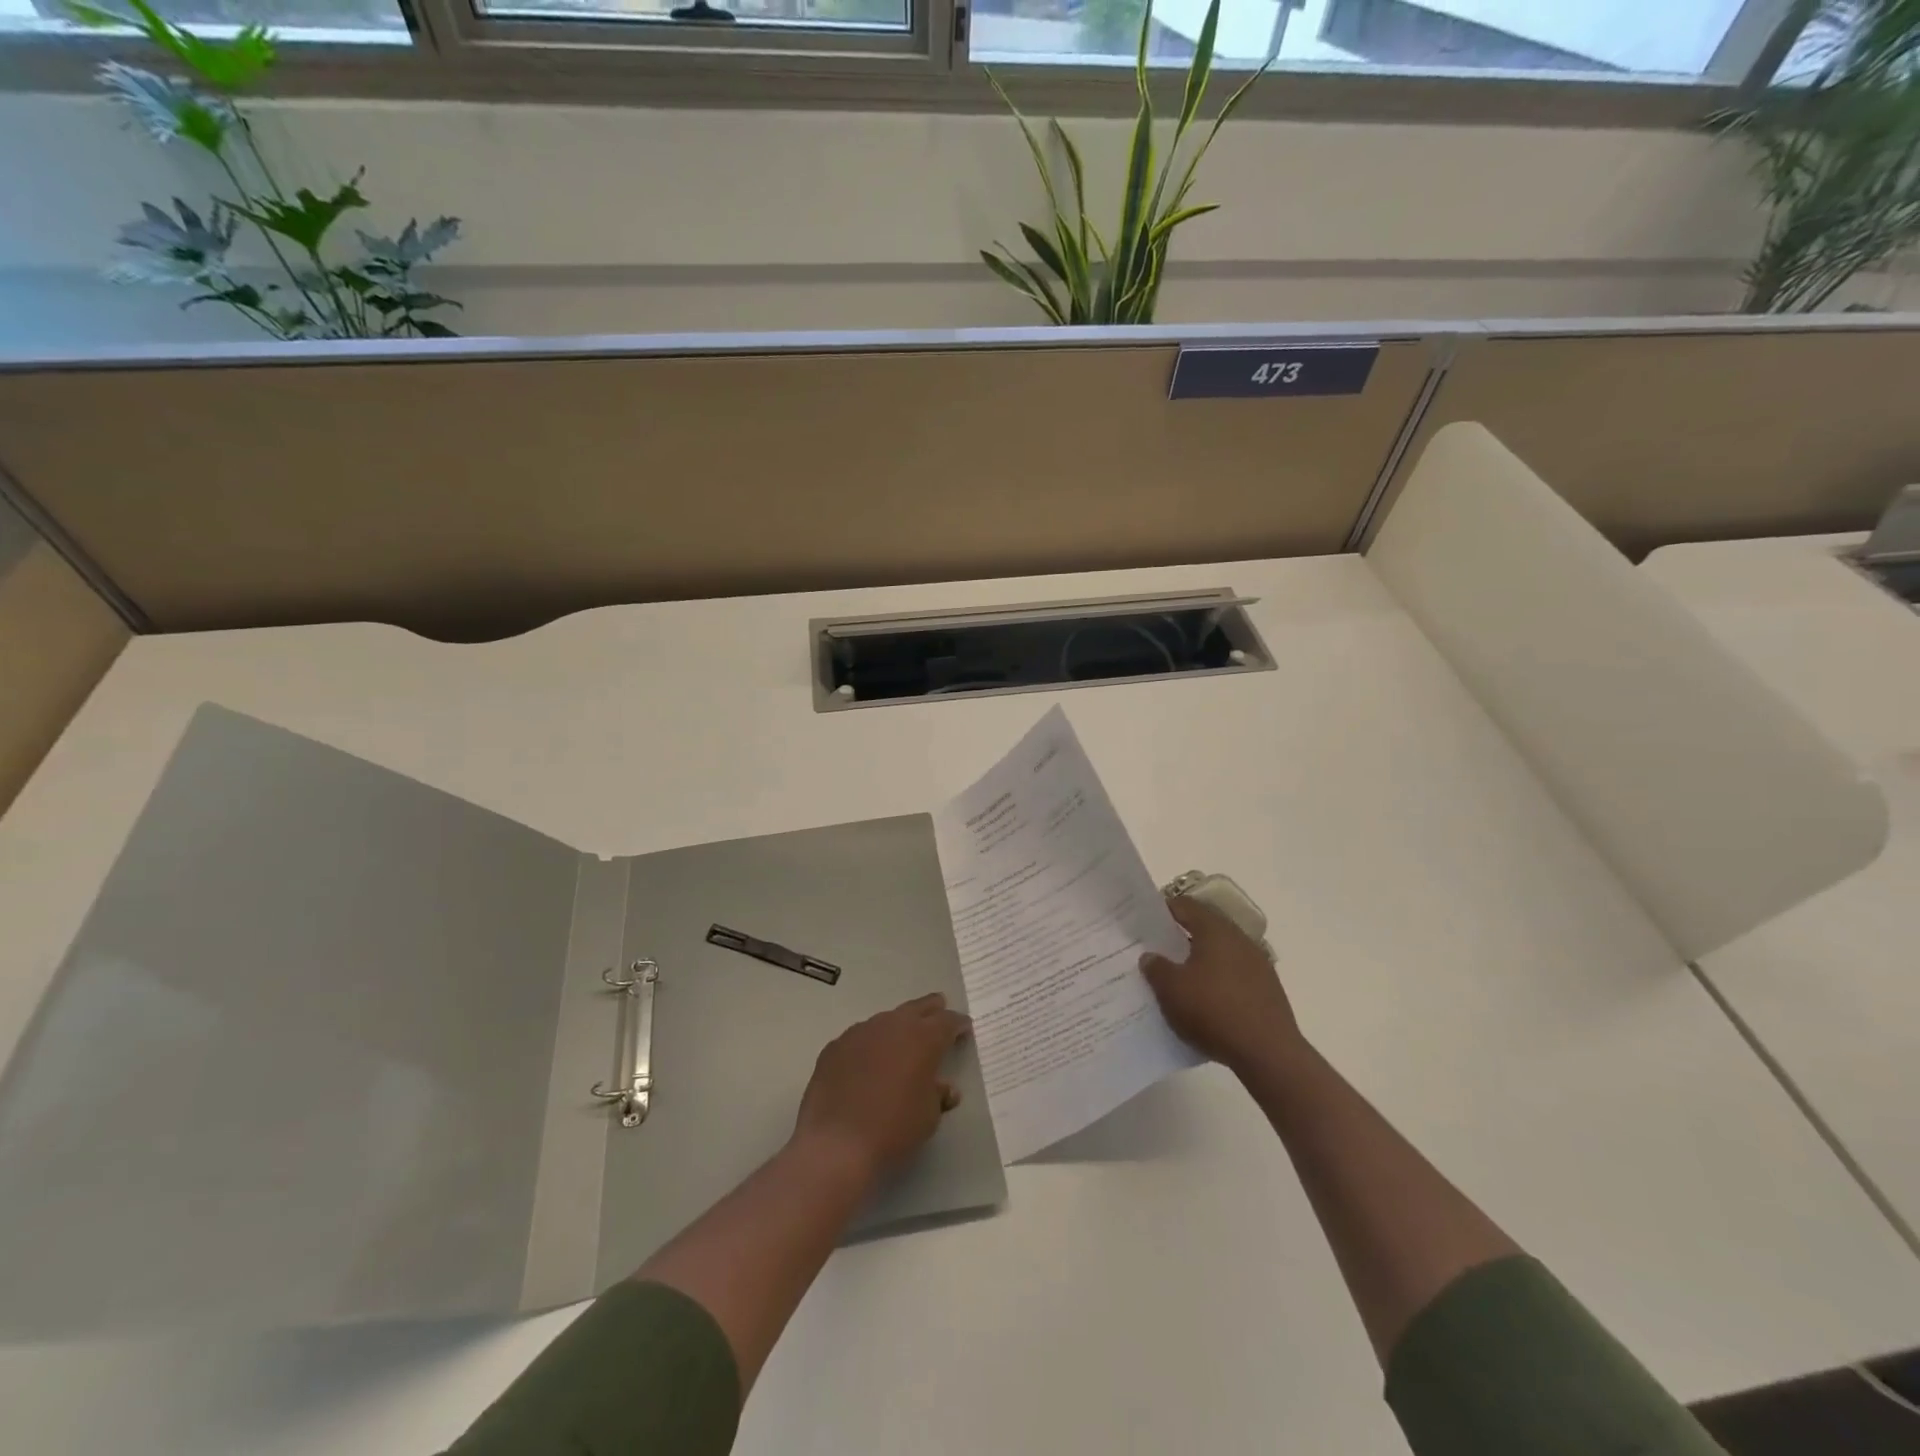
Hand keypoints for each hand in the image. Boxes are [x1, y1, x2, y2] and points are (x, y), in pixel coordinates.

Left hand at [793, 993, 970, 1184]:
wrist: (836, 1144)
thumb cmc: (893, 1129)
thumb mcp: (928, 1117)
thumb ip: (938, 1095)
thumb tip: (943, 1088)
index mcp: (923, 1038)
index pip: (948, 1021)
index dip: (958, 1024)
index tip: (965, 1028)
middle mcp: (892, 1025)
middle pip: (917, 1008)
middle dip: (931, 1009)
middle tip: (939, 1008)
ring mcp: (860, 1032)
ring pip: (886, 1020)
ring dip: (898, 1028)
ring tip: (902, 1041)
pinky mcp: (835, 1046)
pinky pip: (860, 1038)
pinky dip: (870, 1045)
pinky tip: (867, 1063)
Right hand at [1141, 894, 1303, 1076]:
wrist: (1268, 1053)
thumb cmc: (1213, 1011)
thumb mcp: (1171, 989)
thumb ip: (1156, 967)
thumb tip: (1151, 956)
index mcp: (1215, 930)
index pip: (1186, 905)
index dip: (1165, 910)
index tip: (1146, 922)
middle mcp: (1239, 939)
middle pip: (1206, 928)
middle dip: (1182, 936)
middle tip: (1158, 950)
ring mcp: (1258, 964)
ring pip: (1221, 953)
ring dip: (1201, 960)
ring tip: (1180, 978)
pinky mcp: (1268, 990)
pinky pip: (1235, 975)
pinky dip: (1218, 981)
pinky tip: (1206, 1002)